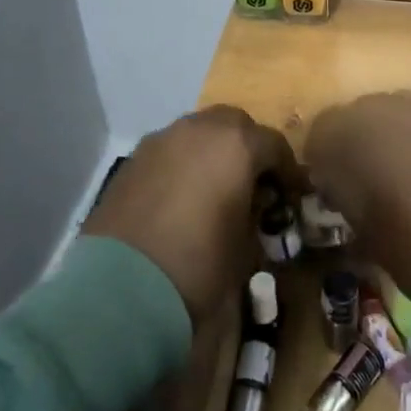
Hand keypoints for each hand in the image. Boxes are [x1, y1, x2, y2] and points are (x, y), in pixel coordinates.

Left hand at [82, 105, 287, 321]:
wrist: (119, 286)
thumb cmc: (198, 265)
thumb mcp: (245, 247)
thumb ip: (255, 214)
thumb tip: (253, 207)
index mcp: (237, 144)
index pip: (275, 145)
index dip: (288, 171)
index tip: (292, 194)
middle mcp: (200, 128)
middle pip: (235, 123)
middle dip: (248, 147)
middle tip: (252, 181)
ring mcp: (163, 139)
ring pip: (199, 131)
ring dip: (213, 150)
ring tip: (214, 186)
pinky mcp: (134, 157)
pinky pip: (171, 149)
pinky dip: (183, 162)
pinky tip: (181, 196)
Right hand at [303, 91, 410, 326]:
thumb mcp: (363, 230)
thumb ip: (344, 189)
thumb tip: (338, 177)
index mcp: (360, 135)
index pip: (325, 127)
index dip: (324, 154)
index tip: (330, 180)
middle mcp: (399, 108)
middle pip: (365, 110)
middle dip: (362, 138)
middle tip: (372, 174)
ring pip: (408, 108)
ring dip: (402, 133)